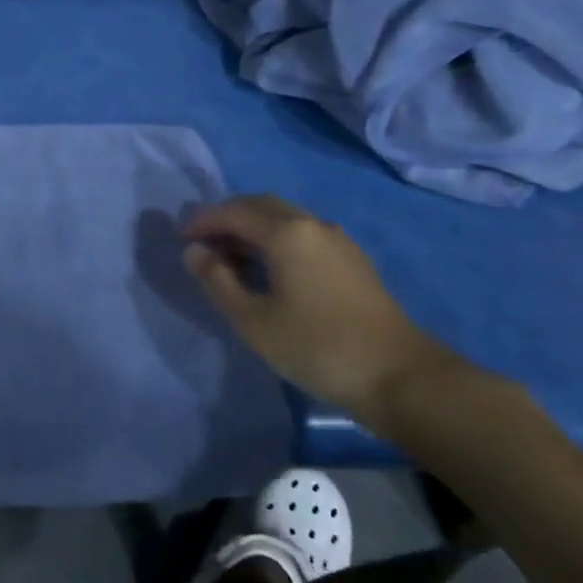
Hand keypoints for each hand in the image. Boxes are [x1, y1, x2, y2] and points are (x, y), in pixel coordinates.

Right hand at [183, 195, 466, 435]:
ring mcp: (337, 240)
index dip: (203, 221)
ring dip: (252, 228)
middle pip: (260, 206)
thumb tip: (194, 251)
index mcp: (287, 232)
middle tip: (203, 243)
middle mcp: (312, 224)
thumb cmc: (317, 347)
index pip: (233, 212)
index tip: (180, 238)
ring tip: (230, 258)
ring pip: (284, 218)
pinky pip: (302, 234)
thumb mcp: (253, 319)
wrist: (401, 377)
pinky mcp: (352, 260)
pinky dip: (275, 239)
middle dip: (227, 218)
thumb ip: (217, 280)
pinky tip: (269, 269)